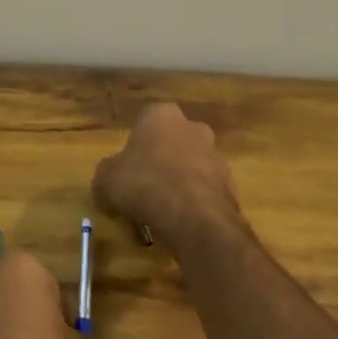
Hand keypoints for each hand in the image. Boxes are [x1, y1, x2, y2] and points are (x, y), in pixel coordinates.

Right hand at [92, 103, 242, 253]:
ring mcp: (216, 155)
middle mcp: (193, 127)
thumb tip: (108, 180)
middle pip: (173, 143)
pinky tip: (181, 223)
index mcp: (162, 115)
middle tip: (145, 188)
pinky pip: (205, 191)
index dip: (135, 147)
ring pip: (191, 167)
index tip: (127, 170)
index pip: (145, 123)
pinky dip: (194, 203)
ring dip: (180, 183)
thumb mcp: (106, 179)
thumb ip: (107, 174)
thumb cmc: (144, 184)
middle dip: (161, 161)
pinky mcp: (230, 185)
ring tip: (162, 212)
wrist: (193, 217)